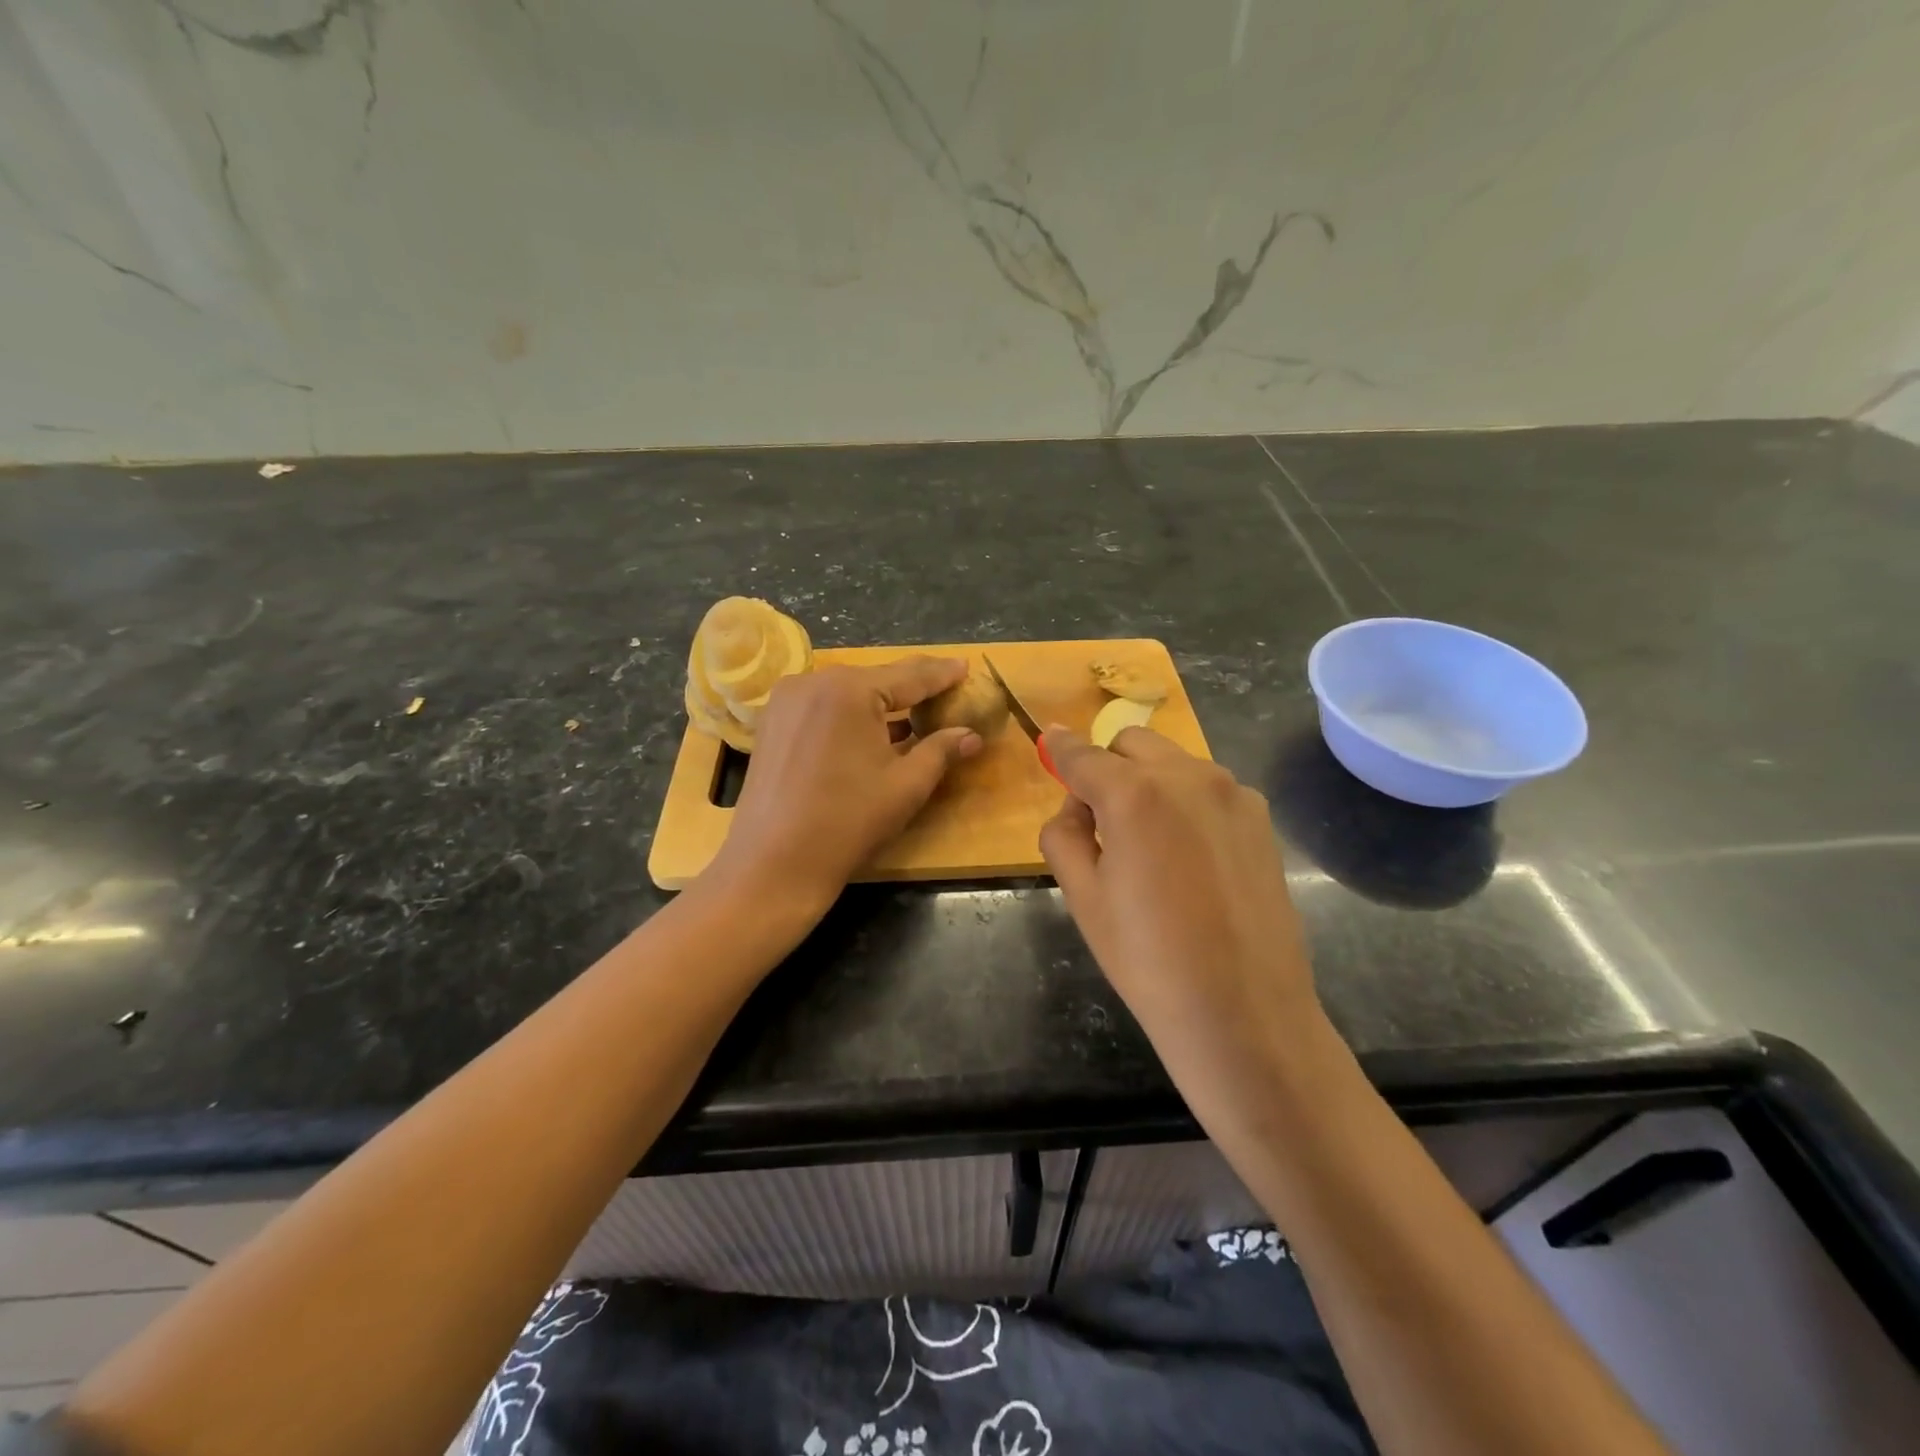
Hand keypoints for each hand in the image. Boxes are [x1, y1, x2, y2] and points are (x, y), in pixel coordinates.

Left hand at [710, 656, 982, 907]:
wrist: (774, 865)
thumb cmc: (848, 822)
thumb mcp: (906, 786)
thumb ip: (941, 751)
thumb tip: (972, 734)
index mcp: (849, 690)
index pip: (909, 676)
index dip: (941, 674)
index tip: (965, 666)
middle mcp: (812, 682)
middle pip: (875, 680)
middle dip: (911, 688)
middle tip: (944, 689)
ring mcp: (786, 702)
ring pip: (847, 693)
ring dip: (880, 703)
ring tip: (914, 711)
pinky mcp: (771, 724)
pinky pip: (823, 707)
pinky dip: (851, 715)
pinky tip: (872, 731)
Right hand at [1038, 725, 1331, 1134]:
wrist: (1244, 1013)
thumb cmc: (1147, 959)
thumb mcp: (1082, 897)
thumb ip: (1063, 833)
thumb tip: (1076, 805)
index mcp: (1133, 794)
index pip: (1082, 755)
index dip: (1059, 748)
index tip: (1048, 740)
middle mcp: (1187, 776)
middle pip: (1131, 745)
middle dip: (1108, 768)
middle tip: (1103, 825)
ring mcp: (1232, 793)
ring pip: (1173, 763)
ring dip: (1149, 783)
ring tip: (1151, 848)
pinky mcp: (1260, 819)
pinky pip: (1208, 790)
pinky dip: (1186, 804)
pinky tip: (1192, 861)